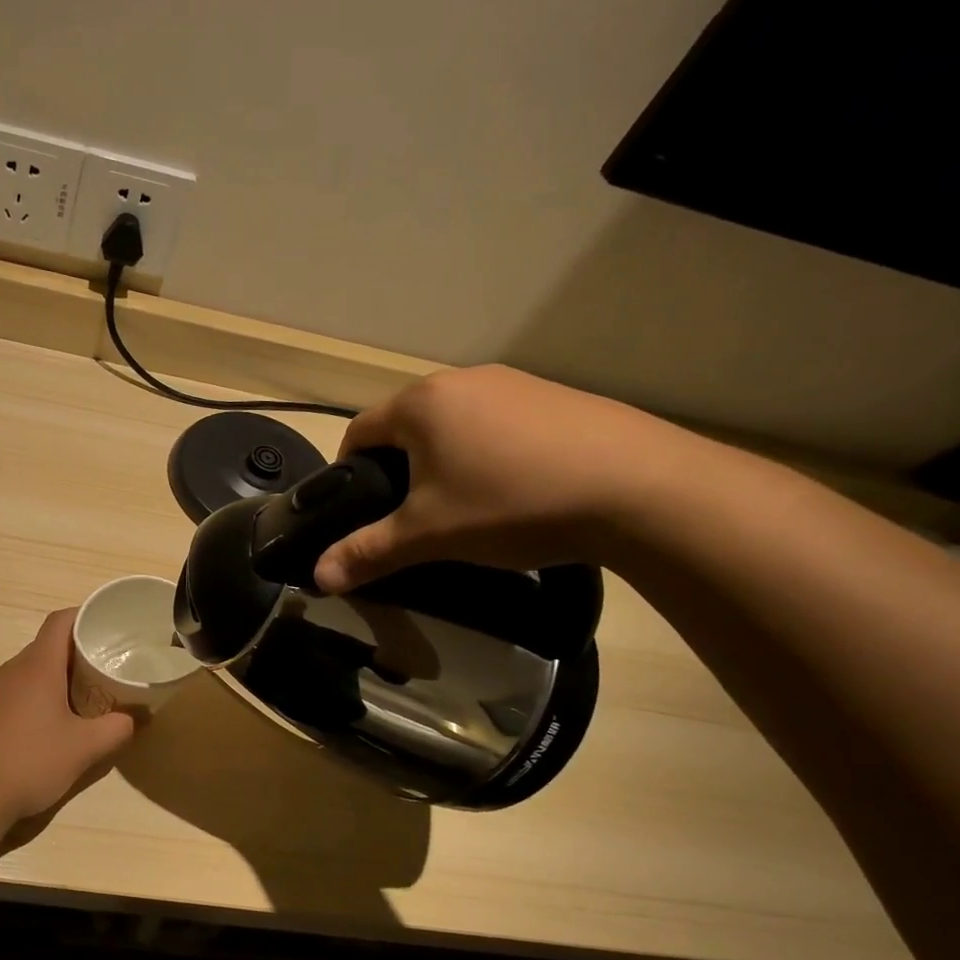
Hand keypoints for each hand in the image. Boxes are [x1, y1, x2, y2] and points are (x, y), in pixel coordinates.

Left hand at [0, 609, 136, 825]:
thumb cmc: (31, 763)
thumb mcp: (84, 750)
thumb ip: (116, 729)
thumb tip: (135, 718)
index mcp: (37, 667)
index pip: (59, 622)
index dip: (81, 617)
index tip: (100, 627)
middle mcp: (7, 669)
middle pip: (41, 649)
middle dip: (68, 658)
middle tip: (93, 678)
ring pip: (19, 674)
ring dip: (41, 682)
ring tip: (61, 709)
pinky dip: (15, 701)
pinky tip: (22, 727)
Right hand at [313, 365, 691, 594]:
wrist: (640, 488)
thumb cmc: (511, 504)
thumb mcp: (429, 535)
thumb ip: (368, 552)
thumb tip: (318, 578)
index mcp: (420, 404)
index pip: (358, 431)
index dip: (347, 471)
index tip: (357, 509)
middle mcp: (461, 380)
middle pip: (406, 425)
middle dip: (397, 467)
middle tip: (410, 515)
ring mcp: (514, 383)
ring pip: (454, 424)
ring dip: (444, 459)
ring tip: (465, 505)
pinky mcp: (555, 396)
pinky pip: (498, 423)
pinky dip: (489, 452)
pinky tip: (516, 489)